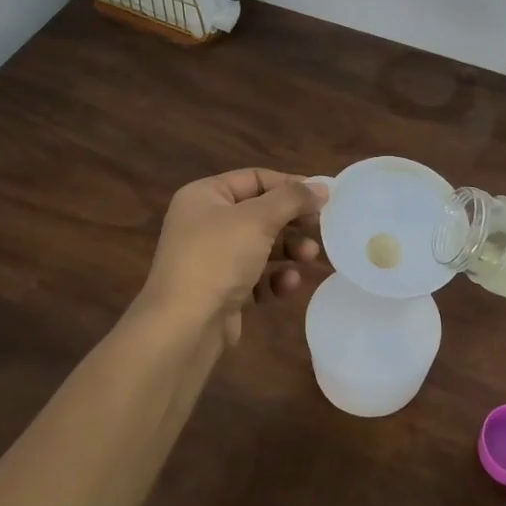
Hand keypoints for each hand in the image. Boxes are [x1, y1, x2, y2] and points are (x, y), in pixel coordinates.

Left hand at [139, 169, 328, 343]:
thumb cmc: (218, 258)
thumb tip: (321, 187)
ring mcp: (212, 259)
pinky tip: (287, 284)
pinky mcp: (221, 290)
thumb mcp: (258, 219)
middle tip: (320, 228)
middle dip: (292, 221)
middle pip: (260, 213)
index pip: (254, 178)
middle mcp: (205, 223)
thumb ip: (292, 198)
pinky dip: (274, 278)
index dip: (289, 185)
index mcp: (204, 196)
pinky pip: (256, 276)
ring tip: (310, 258)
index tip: (322, 197)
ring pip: (261, 246)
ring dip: (289, 250)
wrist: (184, 326)